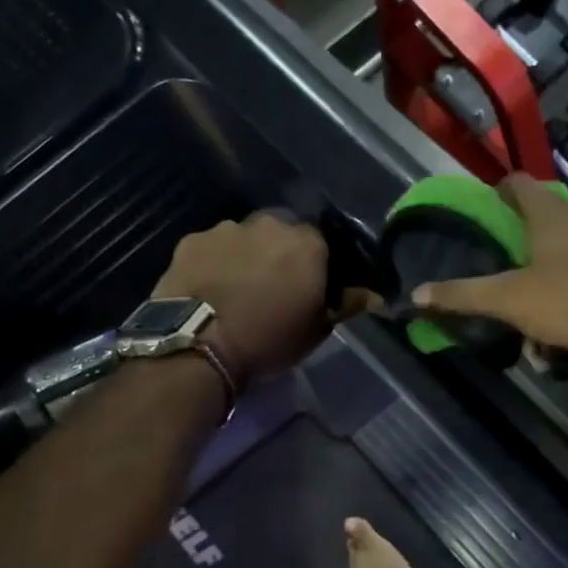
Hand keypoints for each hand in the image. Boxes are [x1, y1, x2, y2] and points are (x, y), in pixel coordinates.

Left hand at [153, 213, 331, 383]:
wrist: (198, 343)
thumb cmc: (268, 338)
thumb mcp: (316, 330)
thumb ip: (346, 304)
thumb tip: (375, 296)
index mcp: (307, 243)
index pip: (321, 243)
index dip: (315, 264)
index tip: (309, 285)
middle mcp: (270, 225)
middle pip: (281, 233)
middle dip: (280, 253)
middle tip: (273, 285)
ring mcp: (226, 229)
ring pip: (245, 237)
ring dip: (246, 254)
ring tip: (237, 287)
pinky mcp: (192, 240)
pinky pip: (212, 247)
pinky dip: (214, 261)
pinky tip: (209, 286)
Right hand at [410, 175, 567, 390]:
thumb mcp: (511, 300)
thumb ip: (463, 295)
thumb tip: (415, 294)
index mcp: (550, 213)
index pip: (517, 184)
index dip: (495, 192)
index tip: (479, 211)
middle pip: (541, 220)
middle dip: (517, 247)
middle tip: (496, 271)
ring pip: (565, 256)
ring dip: (543, 283)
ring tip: (528, 320)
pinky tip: (563, 339)